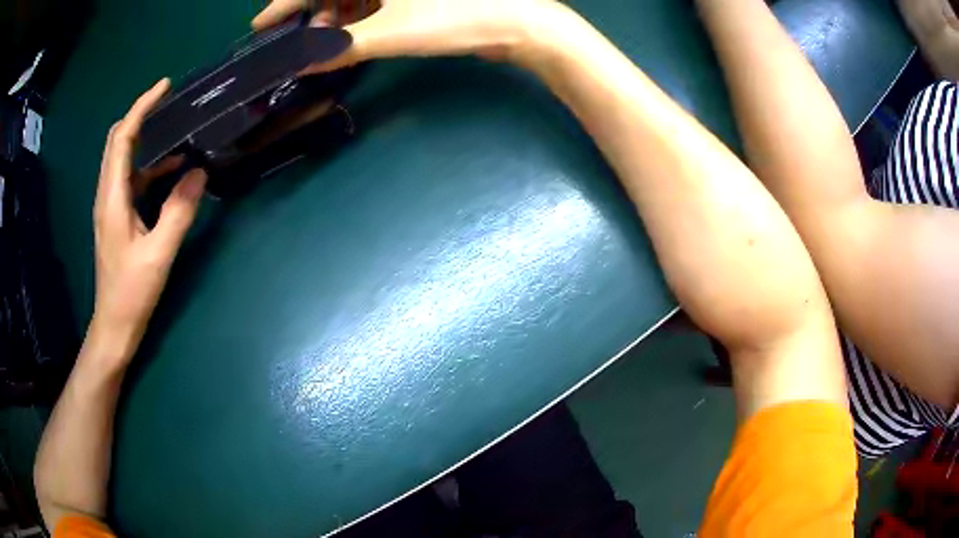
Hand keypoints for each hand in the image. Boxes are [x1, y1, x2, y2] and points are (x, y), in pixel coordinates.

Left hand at [89, 79, 205, 366]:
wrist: (113, 326)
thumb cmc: (131, 293)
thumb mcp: (159, 254)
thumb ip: (179, 211)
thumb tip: (199, 171)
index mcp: (113, 198)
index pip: (122, 138)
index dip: (141, 107)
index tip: (165, 86)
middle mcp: (107, 195)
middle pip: (117, 142)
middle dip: (141, 116)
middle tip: (169, 104)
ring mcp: (111, 207)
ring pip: (123, 159)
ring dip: (146, 141)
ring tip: (177, 134)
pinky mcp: (117, 218)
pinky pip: (131, 180)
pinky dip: (149, 167)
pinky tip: (171, 173)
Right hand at [252, 0, 558, 70]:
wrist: (519, 23)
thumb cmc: (455, 16)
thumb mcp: (389, 32)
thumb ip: (337, 48)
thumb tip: (298, 62)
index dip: (284, 4)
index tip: (259, 24)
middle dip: (311, 15)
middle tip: (293, 42)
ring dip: (334, 20)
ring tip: (322, 45)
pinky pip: (376, 2)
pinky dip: (359, 19)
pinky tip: (352, 36)